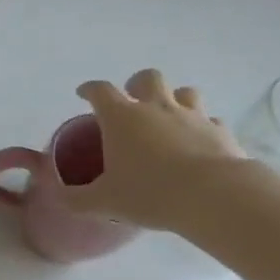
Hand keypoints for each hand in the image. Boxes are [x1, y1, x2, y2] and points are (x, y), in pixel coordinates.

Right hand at [66, 69, 252, 231]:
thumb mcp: (105, 201)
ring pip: (185, 92)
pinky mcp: (221, 132)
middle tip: (133, 102)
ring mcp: (192, 116)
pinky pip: (212, 121)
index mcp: (121, 117)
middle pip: (147, 77)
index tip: (83, 94)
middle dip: (138, 84)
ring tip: (170, 118)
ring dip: (176, 99)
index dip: (89, 89)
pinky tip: (201, 143)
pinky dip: (205, 127)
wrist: (215, 198)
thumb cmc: (151, 193)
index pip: (99, 90)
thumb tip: (58, 197)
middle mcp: (155, 107)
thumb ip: (77, 198)